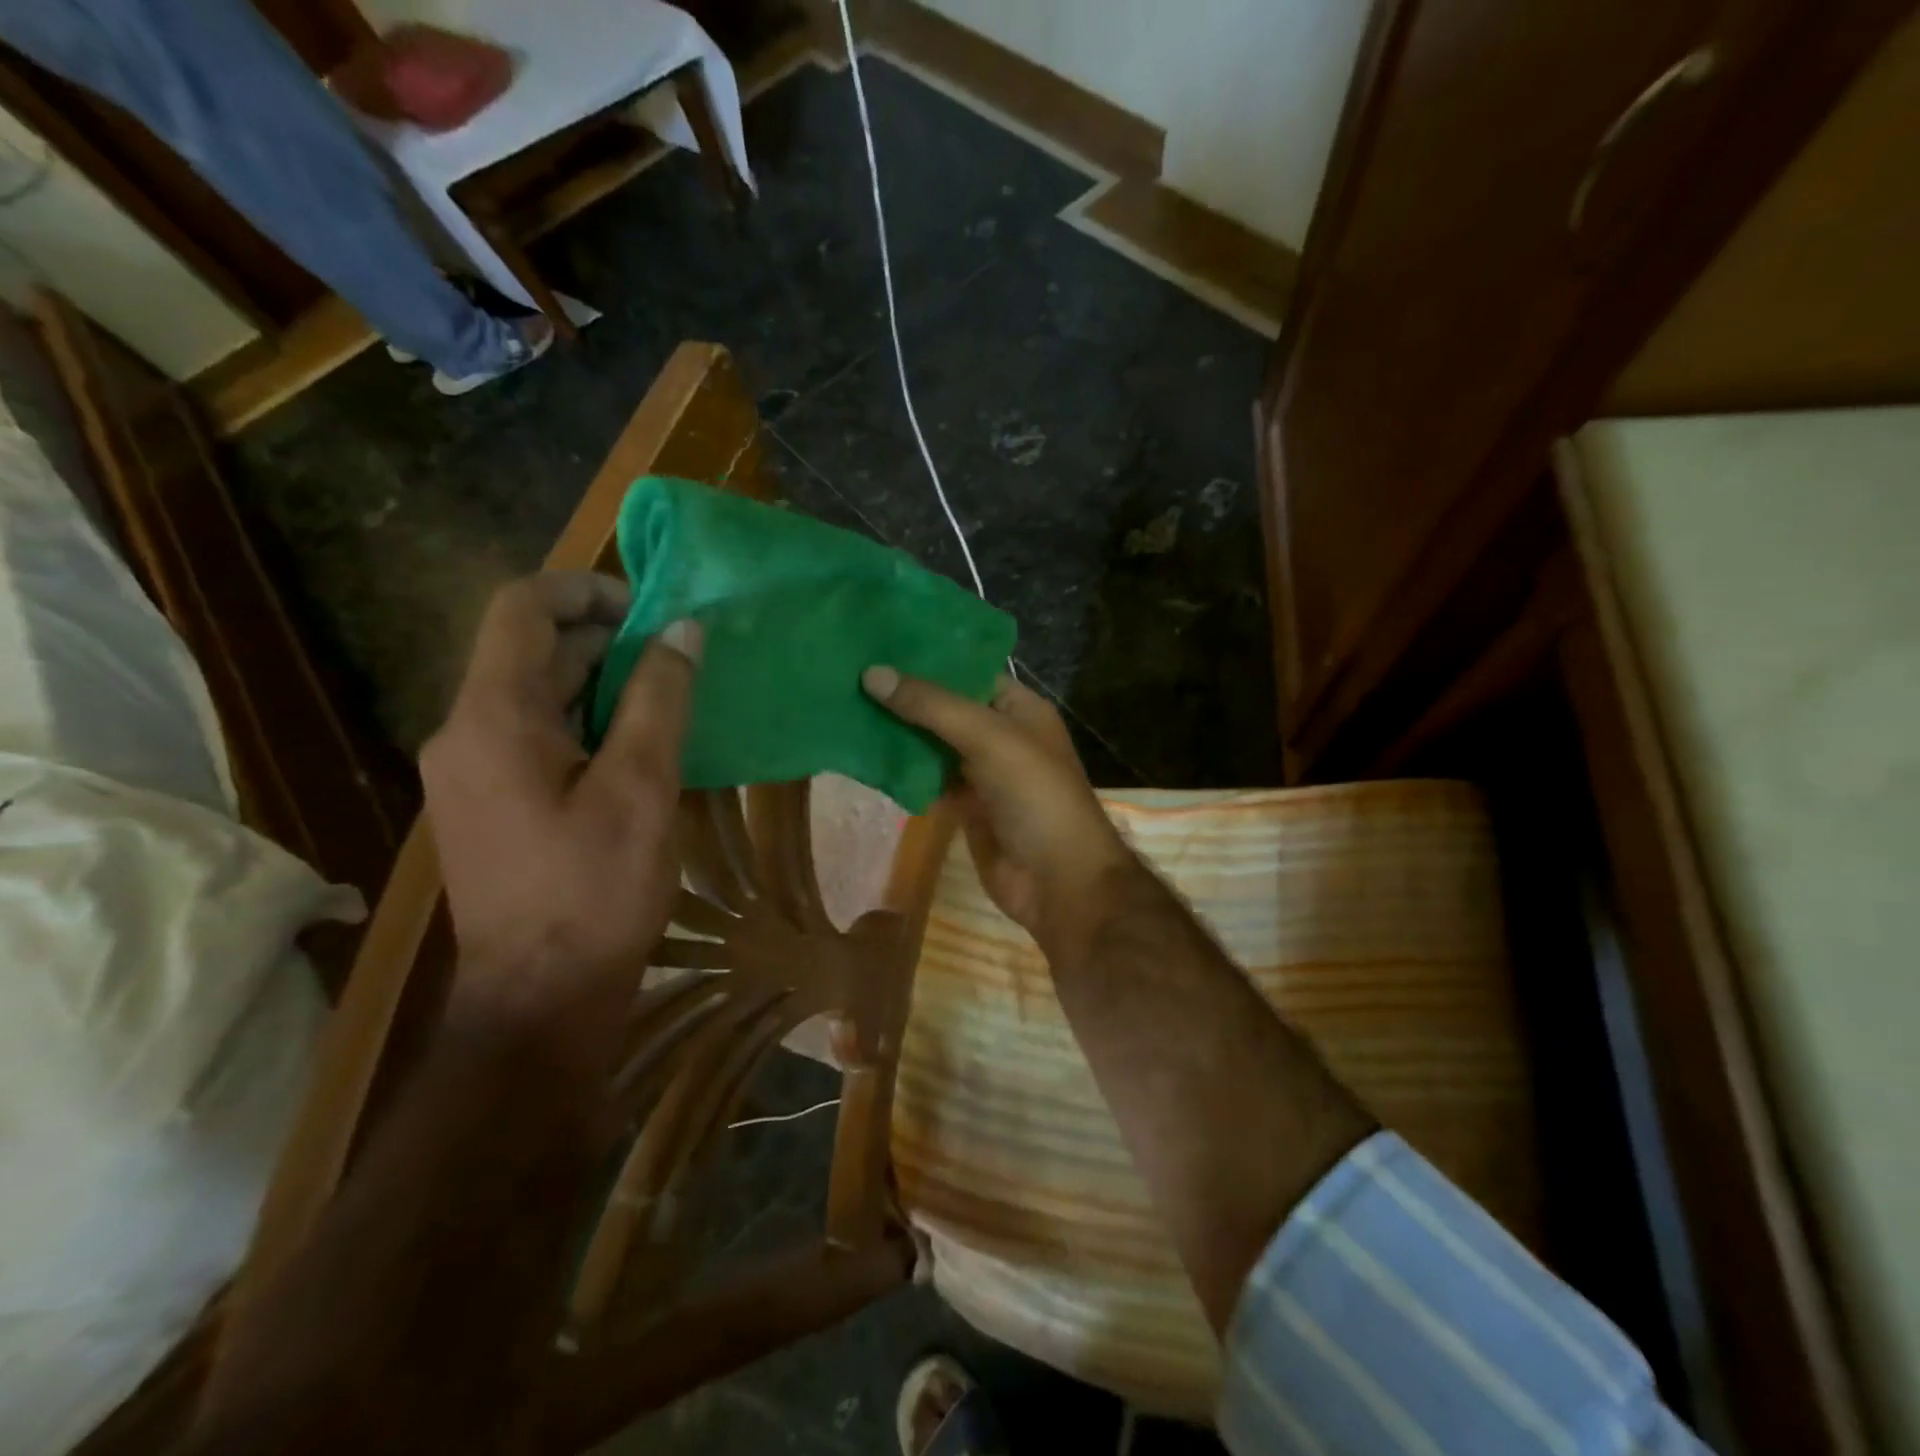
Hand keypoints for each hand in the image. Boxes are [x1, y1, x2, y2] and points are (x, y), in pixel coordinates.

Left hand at [420, 572, 700, 1047]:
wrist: (541, 999)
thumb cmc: (595, 892)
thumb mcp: (642, 788)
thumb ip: (661, 700)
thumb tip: (683, 631)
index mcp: (493, 719)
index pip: (521, 609)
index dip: (585, 589)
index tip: (650, 609)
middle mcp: (465, 733)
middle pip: (533, 653)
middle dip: (608, 642)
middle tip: (680, 662)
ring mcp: (471, 772)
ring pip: (538, 696)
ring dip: (602, 685)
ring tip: (671, 703)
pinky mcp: (489, 803)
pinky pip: (537, 737)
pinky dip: (588, 724)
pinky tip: (639, 750)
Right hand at [862, 666, 1138, 954]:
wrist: (1057, 880)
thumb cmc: (1034, 795)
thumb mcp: (987, 737)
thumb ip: (932, 705)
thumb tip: (872, 673)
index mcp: (1018, 708)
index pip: (968, 671)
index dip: (927, 658)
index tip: (877, 644)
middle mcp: (1001, 735)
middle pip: (946, 709)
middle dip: (905, 697)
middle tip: (849, 676)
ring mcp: (984, 773)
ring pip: (934, 746)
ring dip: (899, 735)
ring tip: (847, 708)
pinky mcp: (967, 807)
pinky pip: (930, 781)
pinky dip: (905, 773)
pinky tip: (865, 758)